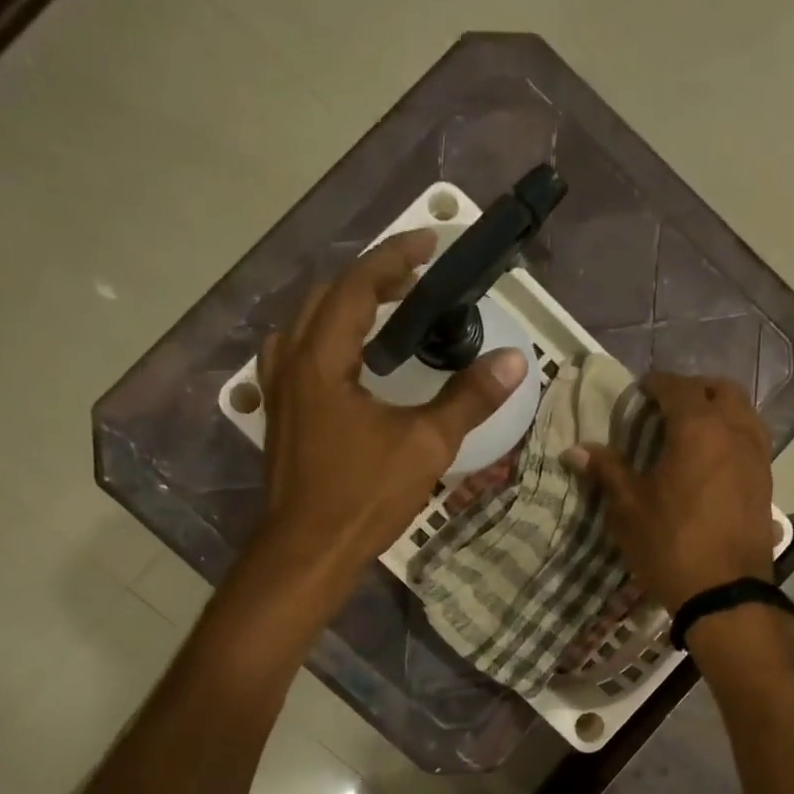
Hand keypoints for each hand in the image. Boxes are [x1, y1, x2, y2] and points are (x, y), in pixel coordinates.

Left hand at [255, 230, 528, 589]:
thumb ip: (468, 399)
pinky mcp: (281, 418)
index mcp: (322, 360)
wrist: (307, 552)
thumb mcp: (425, 446)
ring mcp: (279, 392)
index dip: (394, 258)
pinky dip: (324, 339)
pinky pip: (296, 356)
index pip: (356, 287)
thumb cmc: (363, 497)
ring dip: (343, 306)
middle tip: (414, 279)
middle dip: (370, 278)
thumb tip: (513, 361)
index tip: (429, 242)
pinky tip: (344, 362)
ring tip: (381, 312)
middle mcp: (292, 364)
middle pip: (325, 297)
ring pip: (304, 325)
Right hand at [565, 372, 774, 612]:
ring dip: (718, 410)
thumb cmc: (670, 544)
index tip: (639, 391)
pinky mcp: (766, 482)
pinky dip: (731, 435)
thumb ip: (607, 471)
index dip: (656, 384)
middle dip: (694, 390)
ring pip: (743, 412)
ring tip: (690, 431)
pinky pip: (751, 440)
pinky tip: (710, 461)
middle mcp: (735, 432)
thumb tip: (575, 449)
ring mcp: (757, 457)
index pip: (678, 388)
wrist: (724, 593)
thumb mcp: (628, 508)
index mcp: (698, 429)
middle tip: (667, 407)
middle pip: (721, 390)